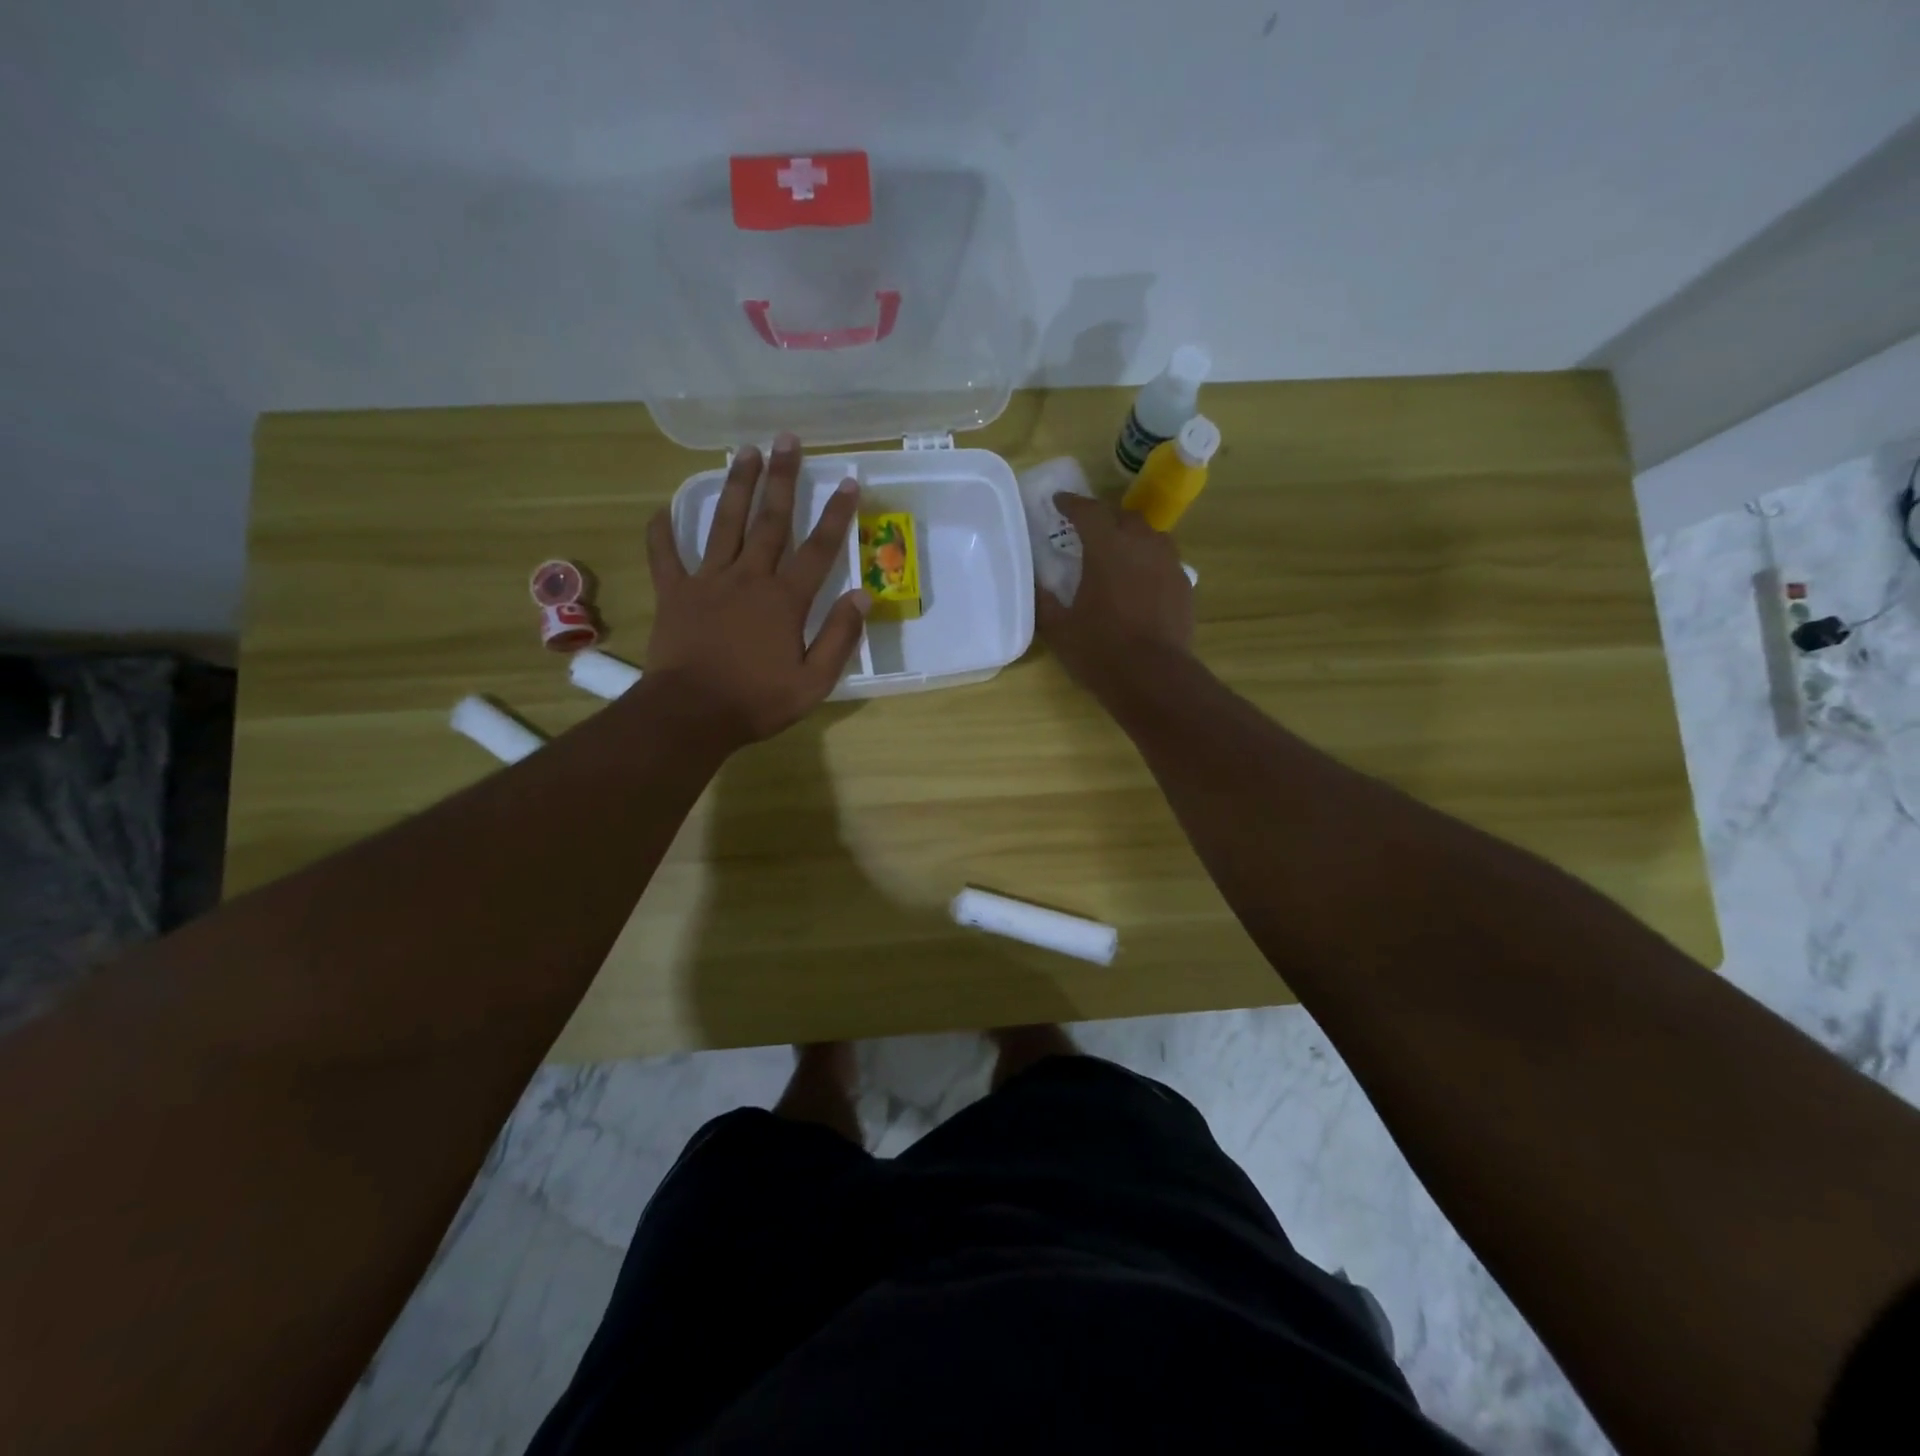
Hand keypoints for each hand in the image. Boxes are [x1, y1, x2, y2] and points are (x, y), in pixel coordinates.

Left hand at [643, 434, 869, 749]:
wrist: (691, 714)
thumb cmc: (757, 701)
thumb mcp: (814, 681)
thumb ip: (840, 637)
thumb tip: (863, 596)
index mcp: (785, 600)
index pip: (819, 549)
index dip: (837, 514)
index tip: (849, 481)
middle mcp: (749, 578)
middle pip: (770, 520)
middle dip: (783, 478)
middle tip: (788, 439)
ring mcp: (708, 581)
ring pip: (724, 524)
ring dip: (736, 486)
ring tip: (745, 452)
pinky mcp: (674, 593)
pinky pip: (664, 556)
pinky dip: (661, 532)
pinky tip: (661, 509)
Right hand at [1038, 493, 1193, 696]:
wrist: (1154, 678)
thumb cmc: (1100, 651)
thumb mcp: (1058, 629)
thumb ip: (1043, 601)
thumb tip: (1036, 583)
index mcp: (1107, 549)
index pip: (1088, 511)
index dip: (1071, 503)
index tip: (1059, 502)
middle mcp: (1142, 546)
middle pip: (1123, 517)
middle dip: (1105, 519)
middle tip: (1088, 532)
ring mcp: (1168, 564)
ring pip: (1150, 536)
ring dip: (1132, 537)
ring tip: (1118, 553)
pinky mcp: (1184, 586)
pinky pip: (1165, 561)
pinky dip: (1149, 562)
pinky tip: (1141, 582)